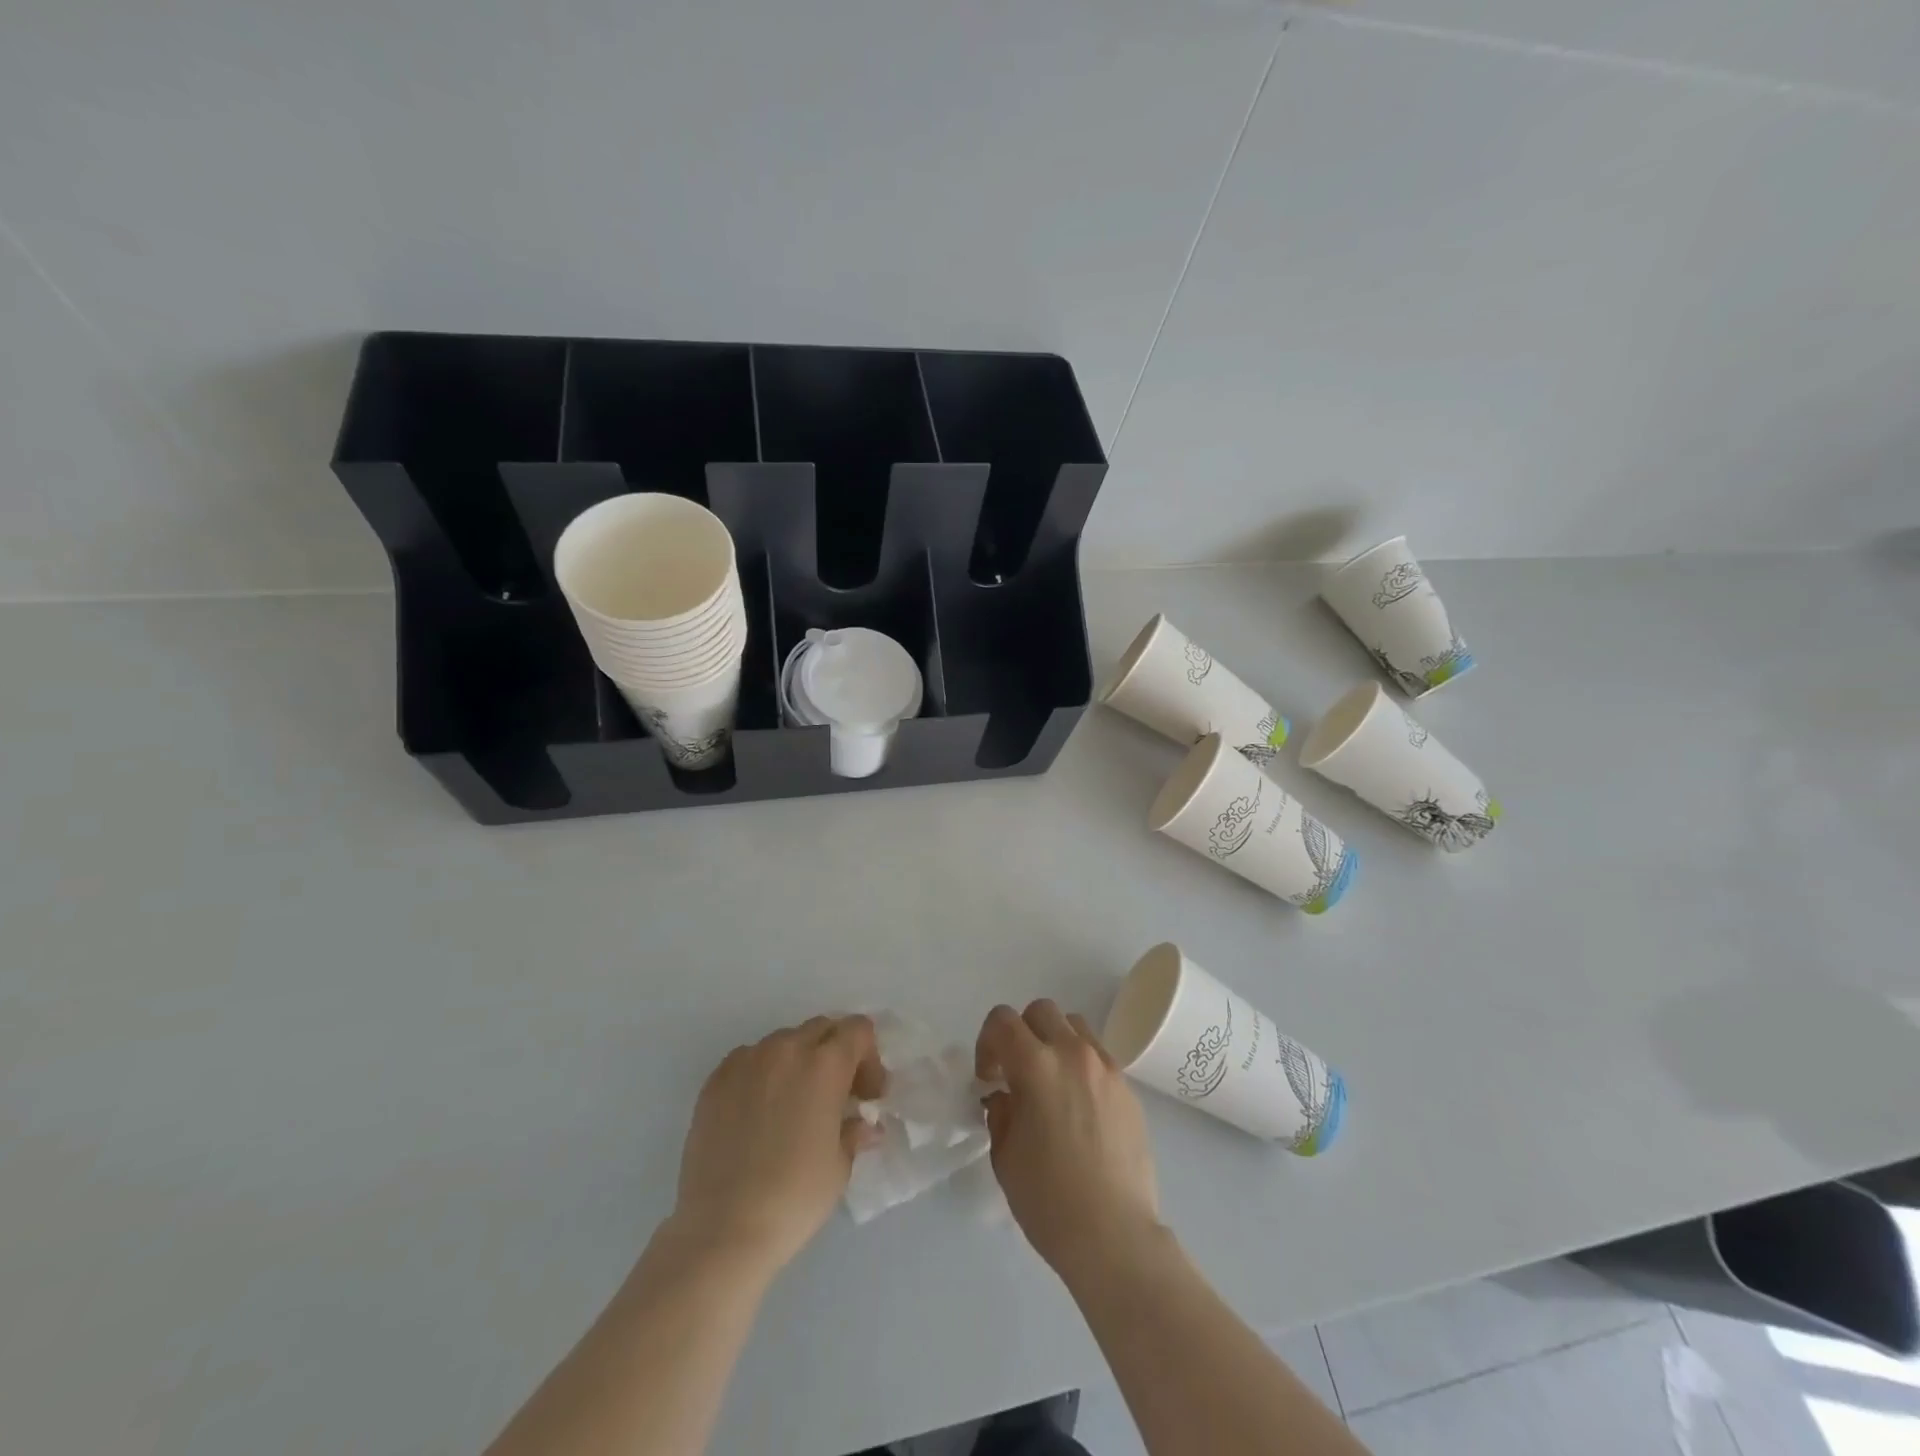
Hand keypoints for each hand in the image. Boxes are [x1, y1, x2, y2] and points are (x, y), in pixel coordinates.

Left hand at [669, 1015, 886, 1278]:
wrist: (723, 1228)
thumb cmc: (794, 1197)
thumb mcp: (839, 1166)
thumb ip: (853, 1131)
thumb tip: (863, 1124)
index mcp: (825, 1064)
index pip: (858, 1029)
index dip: (869, 1057)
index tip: (866, 1096)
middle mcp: (786, 1049)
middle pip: (822, 1028)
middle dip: (836, 1053)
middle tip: (836, 1096)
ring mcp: (747, 1061)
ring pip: (784, 1041)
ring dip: (798, 1061)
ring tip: (794, 1104)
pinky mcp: (715, 1080)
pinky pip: (749, 1059)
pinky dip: (763, 1073)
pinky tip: (759, 1112)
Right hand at [976, 1001, 1161, 1283]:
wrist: (1114, 1235)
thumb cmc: (1049, 1200)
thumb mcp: (1005, 1155)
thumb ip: (1000, 1112)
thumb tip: (1004, 1095)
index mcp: (1036, 1066)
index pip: (1003, 1020)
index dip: (987, 1042)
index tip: (988, 1078)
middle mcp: (1073, 1054)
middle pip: (1041, 1011)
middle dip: (1021, 1033)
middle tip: (1016, 1072)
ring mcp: (1106, 1068)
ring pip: (1074, 1026)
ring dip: (1054, 1042)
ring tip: (1050, 1082)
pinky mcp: (1128, 1088)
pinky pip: (1098, 1055)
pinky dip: (1080, 1063)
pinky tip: (1078, 1105)